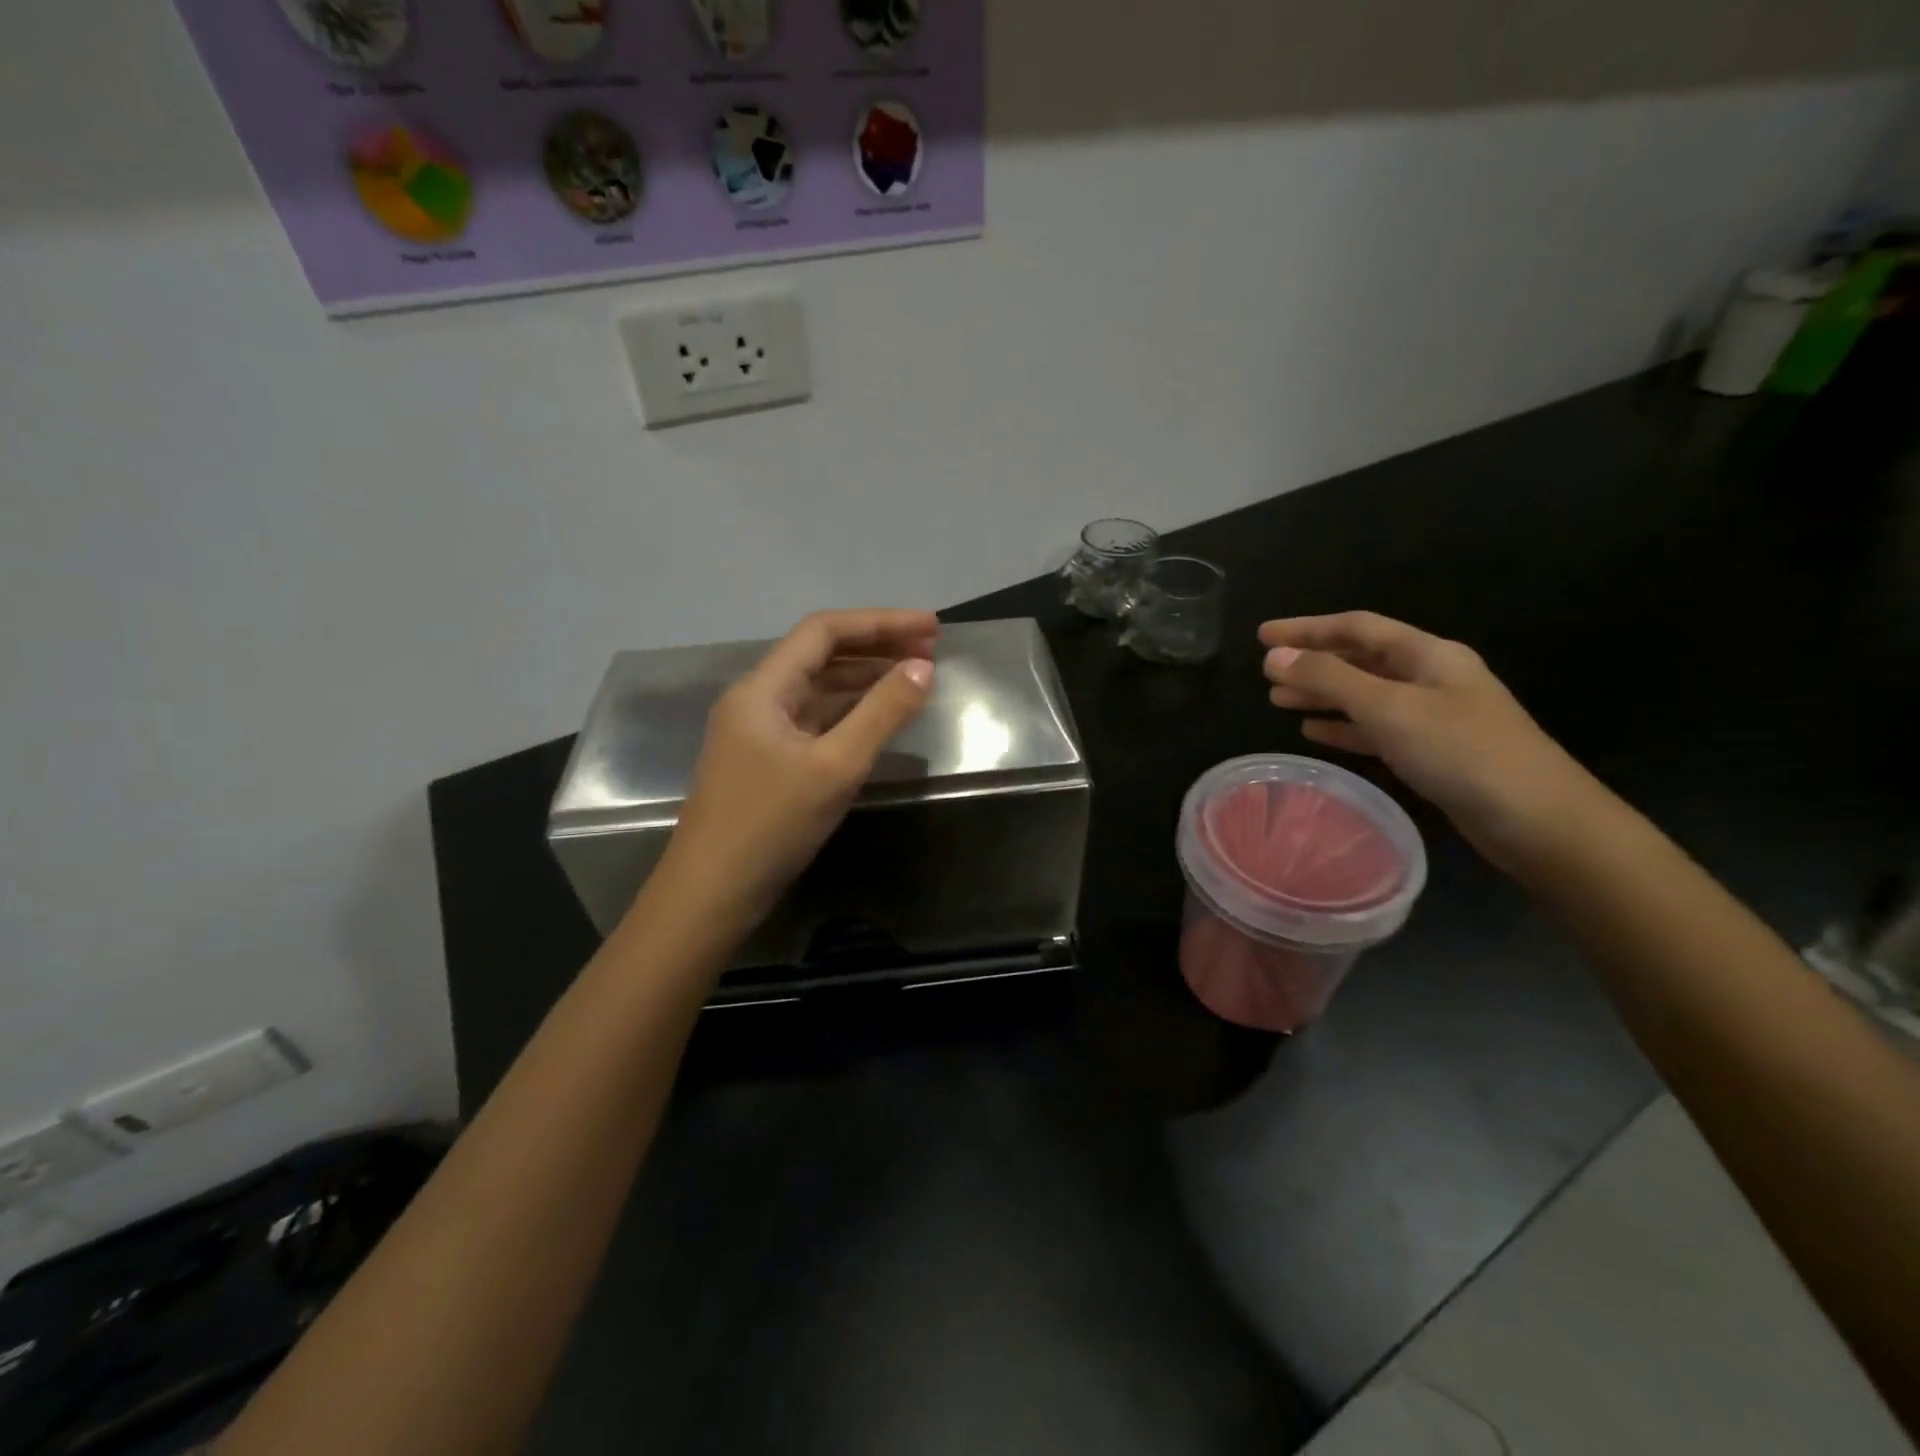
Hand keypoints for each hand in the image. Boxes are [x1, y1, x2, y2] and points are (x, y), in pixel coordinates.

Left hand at [648, 609, 938, 934]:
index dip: (880, 622)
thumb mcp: (835, 766)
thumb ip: (882, 713)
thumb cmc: (770, 824)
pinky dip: (851, 712)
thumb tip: (924, 667)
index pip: (824, 632)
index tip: (931, 628)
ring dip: (865, 678)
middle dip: (876, 647)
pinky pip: (815, 720)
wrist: (712, 894)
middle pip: (821, 655)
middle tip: (931, 650)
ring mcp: (760, 732)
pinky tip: (880, 718)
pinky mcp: (768, 761)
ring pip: (818, 689)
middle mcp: (757, 700)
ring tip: (915, 677)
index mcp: (762, 689)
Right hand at [1258, 611, 1596, 867]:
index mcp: (1428, 655)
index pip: (1357, 628)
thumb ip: (1329, 680)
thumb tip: (1274, 657)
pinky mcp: (1432, 751)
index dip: (1307, 629)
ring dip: (1322, 695)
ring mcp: (1433, 716)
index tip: (1262, 636)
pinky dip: (1344, 727)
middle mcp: (1431, 678)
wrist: (1537, 820)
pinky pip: (1376, 729)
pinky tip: (1315, 733)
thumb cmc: (1462, 752)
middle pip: (1360, 659)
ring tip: (1278, 702)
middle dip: (1311, 662)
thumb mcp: (1389, 709)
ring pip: (1365, 695)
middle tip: (1265, 672)